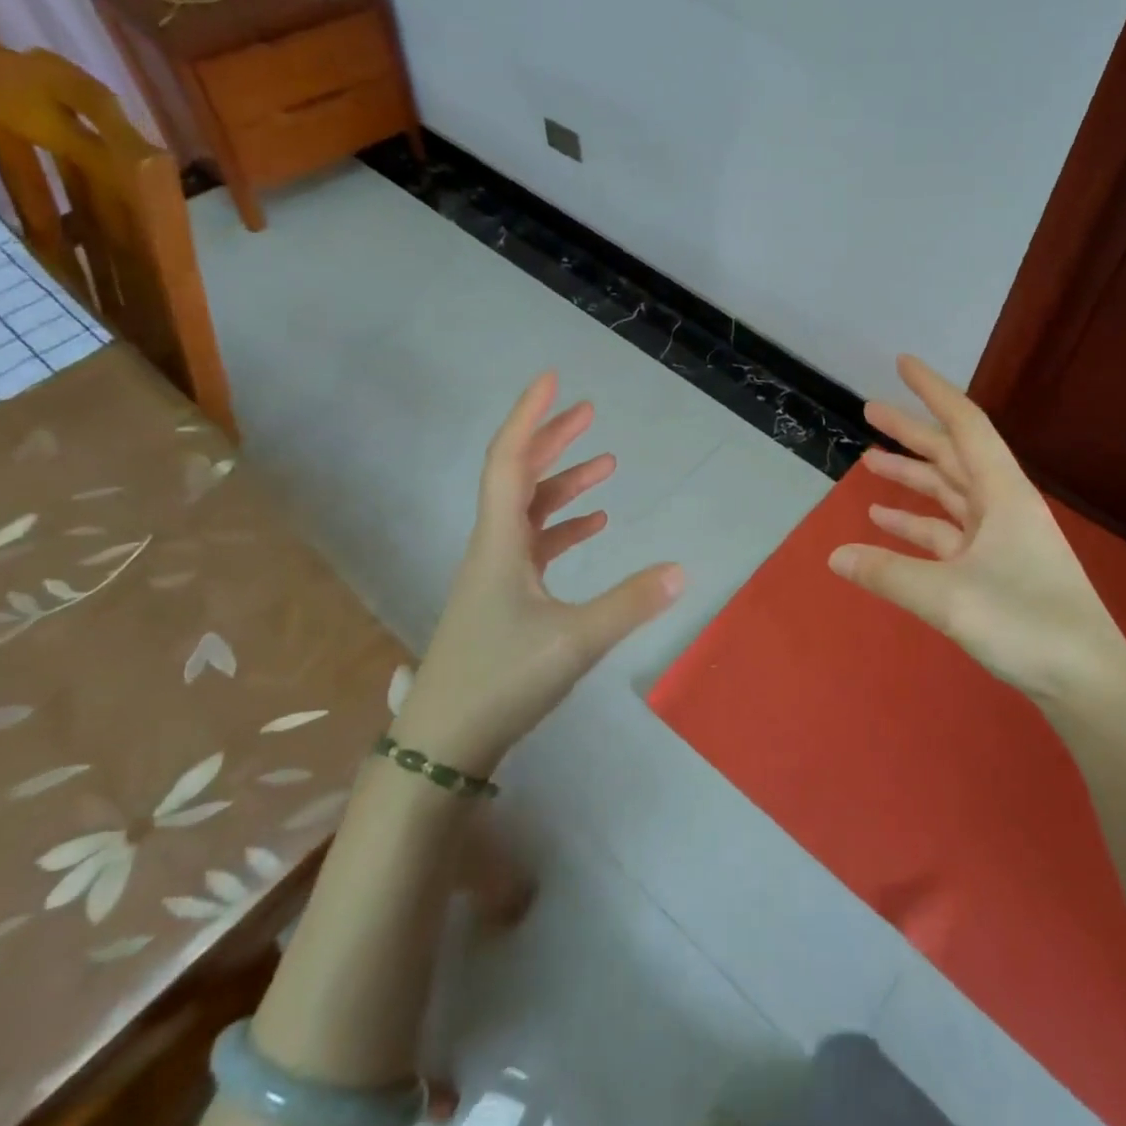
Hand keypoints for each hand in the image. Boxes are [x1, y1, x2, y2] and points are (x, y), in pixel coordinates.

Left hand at [395, 372, 684, 773]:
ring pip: (529, 511)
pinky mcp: (504, 599)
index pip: (510, 460)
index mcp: (500, 542)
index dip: (530, 416)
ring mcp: (497, 574)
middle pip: (519, 476)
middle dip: (553, 440)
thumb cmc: (500, 680)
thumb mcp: (574, 641)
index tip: (553, 380)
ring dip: (564, 484)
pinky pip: (536, 546)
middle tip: (589, 412)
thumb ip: (629, 604)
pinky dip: (564, 528)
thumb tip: (681, 570)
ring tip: (606, 465)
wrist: (443, 744)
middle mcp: (494, 547)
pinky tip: (594, 526)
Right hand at [828, 355, 1125, 710]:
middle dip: (911, 431)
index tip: (903, 363)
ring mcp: (1000, 537)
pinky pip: (948, 533)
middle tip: (869, 409)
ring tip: (868, 461)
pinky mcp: (996, 567)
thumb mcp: (947, 597)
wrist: (1088, 682)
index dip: (932, 390)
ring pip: (948, 493)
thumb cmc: (1026, 624)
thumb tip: (834, 556)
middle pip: (952, 454)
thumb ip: (887, 573)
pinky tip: (884, 523)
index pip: (964, 425)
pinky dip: (917, 524)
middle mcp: (1002, 505)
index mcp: (1002, 493)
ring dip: (911, 477)